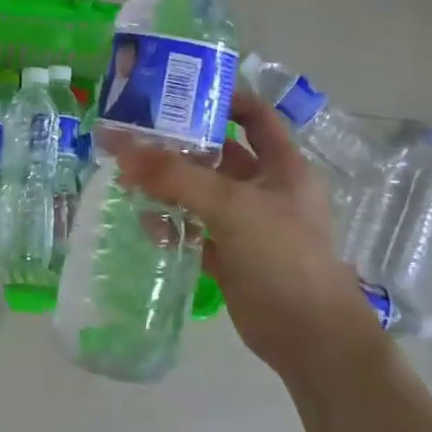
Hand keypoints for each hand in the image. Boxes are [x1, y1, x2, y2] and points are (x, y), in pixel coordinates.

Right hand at [115, 90, 367, 365]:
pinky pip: (195, 230)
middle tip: (135, 135)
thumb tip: (120, 149)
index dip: (223, 99)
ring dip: (169, 185)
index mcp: (282, 166)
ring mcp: (247, 225)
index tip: (178, 93)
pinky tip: (145, 223)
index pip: (254, 116)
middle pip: (219, 154)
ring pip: (202, 193)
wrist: (311, 338)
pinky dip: (172, 225)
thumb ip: (175, 176)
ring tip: (128, 177)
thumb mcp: (231, 206)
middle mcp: (265, 189)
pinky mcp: (231, 256)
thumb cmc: (283, 256)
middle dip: (180, 145)